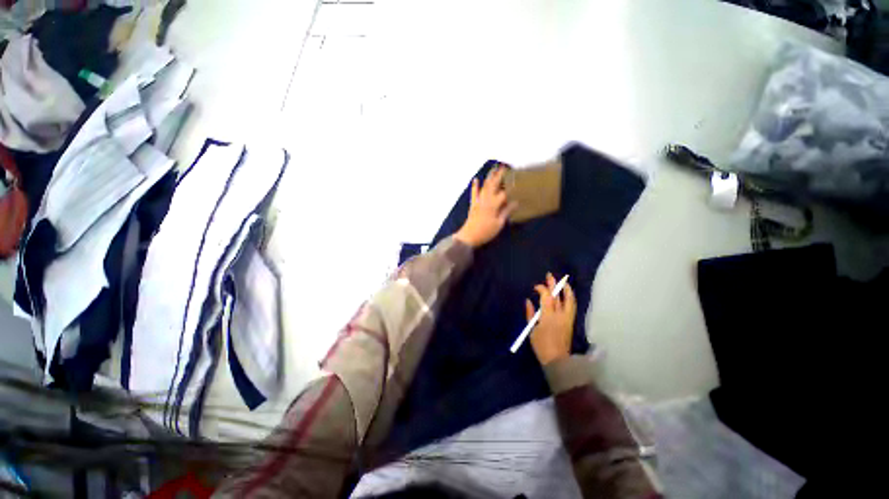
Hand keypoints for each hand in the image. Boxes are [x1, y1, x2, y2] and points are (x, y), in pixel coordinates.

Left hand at [454, 165, 517, 247]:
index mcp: (494, 205)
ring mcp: (478, 201)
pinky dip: (475, 186)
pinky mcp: (473, 205)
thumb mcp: (499, 224)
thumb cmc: (486, 232)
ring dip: (489, 177)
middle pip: (494, 186)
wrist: (469, 236)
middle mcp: (486, 200)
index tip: (517, 182)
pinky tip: (475, 180)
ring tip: (493, 169)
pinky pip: (474, 193)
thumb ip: (506, 212)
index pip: (504, 193)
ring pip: (485, 187)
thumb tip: (515, 202)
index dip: (510, 188)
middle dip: (499, 176)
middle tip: (504, 167)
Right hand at [526, 273, 576, 365]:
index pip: (546, 297)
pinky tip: (567, 294)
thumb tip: (528, 301)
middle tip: (550, 275)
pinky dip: (569, 298)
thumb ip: (530, 314)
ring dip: (566, 290)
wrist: (557, 360)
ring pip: (569, 300)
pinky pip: (572, 306)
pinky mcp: (570, 322)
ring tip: (563, 282)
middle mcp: (559, 315)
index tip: (535, 287)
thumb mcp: (532, 330)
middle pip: (557, 296)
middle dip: (553, 284)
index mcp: (548, 316)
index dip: (542, 289)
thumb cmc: (541, 345)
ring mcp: (567, 318)